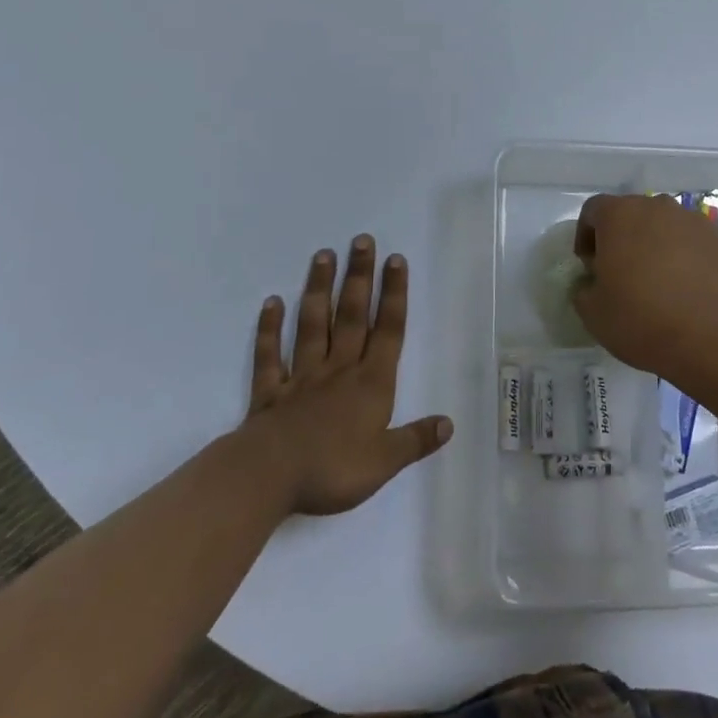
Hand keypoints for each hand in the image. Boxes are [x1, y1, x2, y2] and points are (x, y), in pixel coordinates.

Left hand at [244, 236, 452, 516]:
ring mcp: (301, 377)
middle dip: (359, 277)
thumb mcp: (385, 462)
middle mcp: (338, 370)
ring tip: (323, 255)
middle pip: (351, 316)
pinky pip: (269, 356)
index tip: (395, 260)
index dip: (393, 295)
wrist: (269, 477)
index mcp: (370, 384)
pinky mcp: (270, 392)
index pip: (387, 331)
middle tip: (361, 240)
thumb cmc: (332, 469)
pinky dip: (269, 329)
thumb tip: (449, 423)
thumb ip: (415, 439)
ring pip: (312, 325)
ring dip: (318, 289)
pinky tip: (271, 303)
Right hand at [571, 194, 717, 387]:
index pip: (593, 210)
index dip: (586, 235)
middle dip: (625, 238)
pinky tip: (692, 291)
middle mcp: (659, 207)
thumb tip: (593, 283)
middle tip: (624, 273)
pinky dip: (691, 259)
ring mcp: (696, 222)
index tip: (590, 265)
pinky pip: (698, 244)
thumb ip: (584, 288)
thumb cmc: (641, 320)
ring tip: (662, 283)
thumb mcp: (592, 312)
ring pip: (668, 227)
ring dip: (659, 246)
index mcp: (620, 215)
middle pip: (633, 214)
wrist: (712, 340)